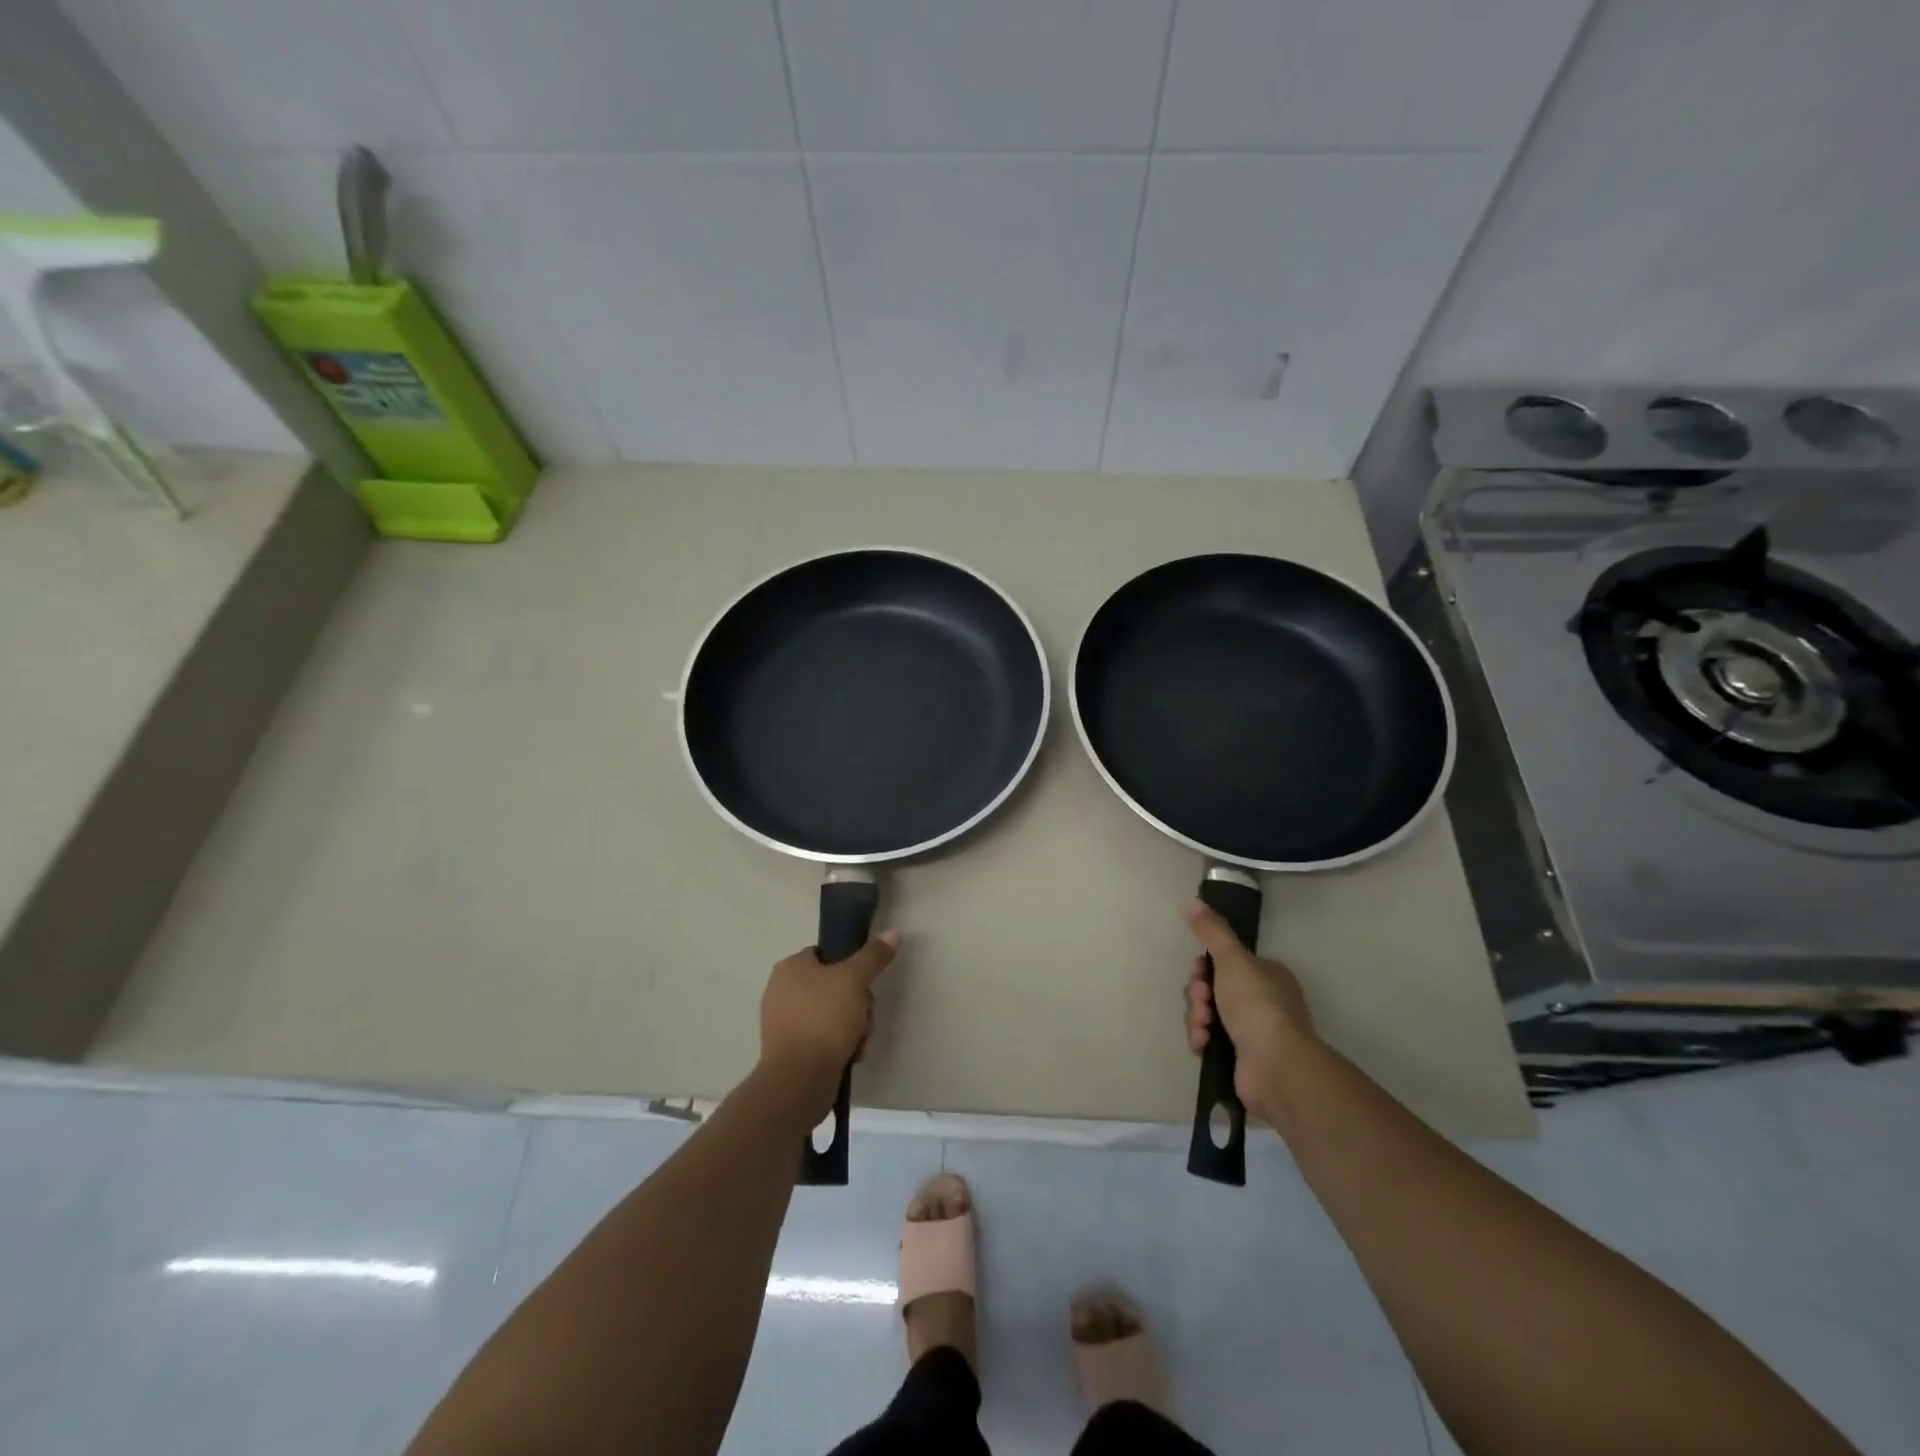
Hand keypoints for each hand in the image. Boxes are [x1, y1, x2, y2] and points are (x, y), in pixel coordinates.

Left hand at [759, 930, 900, 1113]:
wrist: (799, 1080)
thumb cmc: (823, 1019)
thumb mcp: (854, 980)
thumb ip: (874, 955)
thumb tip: (893, 932)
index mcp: (790, 967)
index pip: (827, 954)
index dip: (851, 967)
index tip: (864, 984)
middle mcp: (782, 991)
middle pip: (835, 986)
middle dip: (858, 1004)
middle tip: (864, 1017)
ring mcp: (785, 1023)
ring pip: (833, 1014)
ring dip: (854, 1026)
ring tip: (858, 1041)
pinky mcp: (791, 1050)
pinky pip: (824, 1038)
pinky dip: (840, 1045)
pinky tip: (850, 1055)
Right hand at [1183, 898, 1317, 1110]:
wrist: (1275, 1067)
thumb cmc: (1257, 1005)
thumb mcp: (1233, 959)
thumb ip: (1212, 930)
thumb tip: (1192, 900)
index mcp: (1266, 975)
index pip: (1224, 962)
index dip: (1204, 966)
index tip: (1198, 971)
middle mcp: (1261, 1001)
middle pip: (1211, 988)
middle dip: (1198, 994)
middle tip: (1203, 1001)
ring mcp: (1251, 1031)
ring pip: (1206, 1014)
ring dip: (1196, 1017)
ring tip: (1204, 1027)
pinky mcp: (1239, 1057)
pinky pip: (1208, 1040)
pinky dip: (1201, 1039)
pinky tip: (1203, 1044)